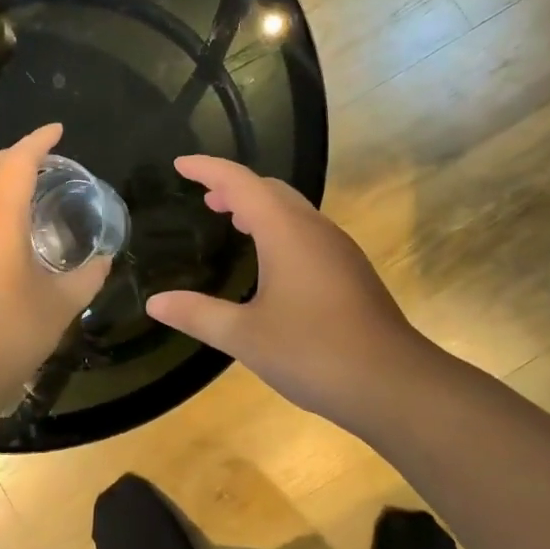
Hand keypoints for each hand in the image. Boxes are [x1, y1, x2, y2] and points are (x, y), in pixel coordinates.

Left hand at [0, 124, 110, 398]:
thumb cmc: (14, 330)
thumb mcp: (63, 303)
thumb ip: (89, 275)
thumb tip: (104, 260)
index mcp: (0, 218)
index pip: (18, 161)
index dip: (38, 140)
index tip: (57, 131)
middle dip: (9, 155)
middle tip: (36, 161)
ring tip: (14, 195)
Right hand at [145, 156, 431, 424]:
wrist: (393, 383)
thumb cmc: (313, 352)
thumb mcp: (245, 336)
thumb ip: (198, 314)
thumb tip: (155, 302)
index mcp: (286, 232)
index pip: (241, 182)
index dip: (208, 168)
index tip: (181, 165)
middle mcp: (314, 230)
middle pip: (271, 189)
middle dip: (235, 186)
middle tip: (205, 197)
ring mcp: (338, 250)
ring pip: (293, 210)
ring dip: (259, 207)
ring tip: (232, 220)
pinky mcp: (351, 272)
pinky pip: (307, 232)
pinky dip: (279, 229)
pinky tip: (270, 260)